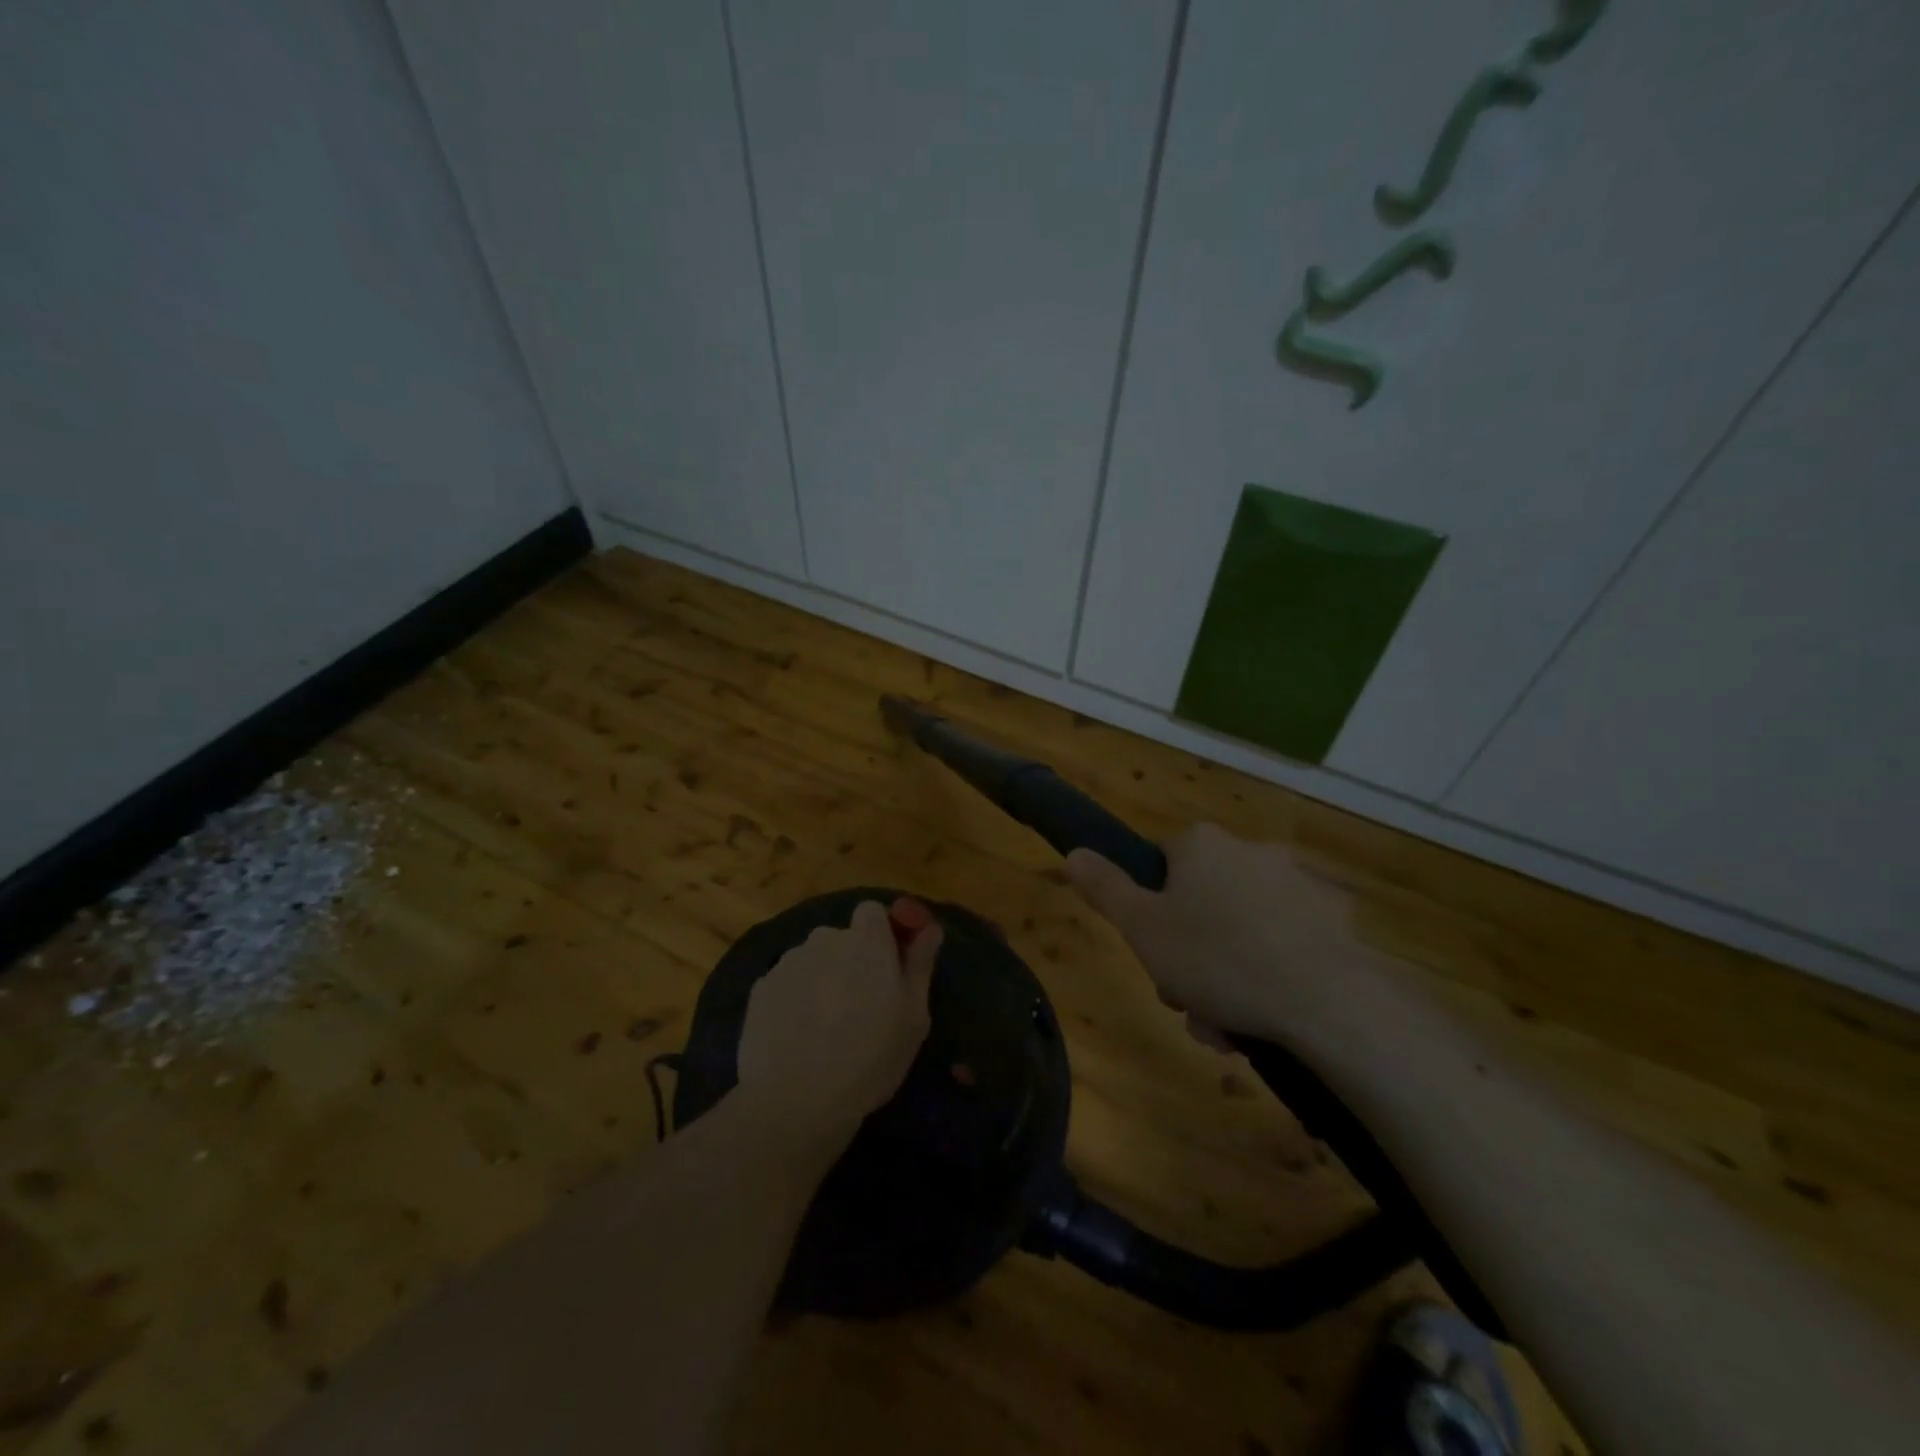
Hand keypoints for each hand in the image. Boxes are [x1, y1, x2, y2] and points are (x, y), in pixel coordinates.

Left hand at [734, 898, 940, 1159]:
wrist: (795, 1099)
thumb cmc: (870, 1057)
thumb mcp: (913, 1016)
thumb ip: (920, 963)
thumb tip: (929, 927)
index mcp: (867, 941)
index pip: (872, 911)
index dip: (880, 934)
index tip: (887, 967)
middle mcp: (825, 939)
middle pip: (841, 938)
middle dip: (850, 961)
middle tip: (860, 1007)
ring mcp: (789, 962)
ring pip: (812, 961)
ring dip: (821, 980)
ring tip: (825, 1027)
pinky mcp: (761, 988)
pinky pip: (786, 984)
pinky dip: (794, 1000)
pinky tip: (797, 1037)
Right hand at [1066, 823, 1381, 1050]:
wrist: (1326, 1002)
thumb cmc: (1218, 958)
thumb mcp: (1142, 928)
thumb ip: (1104, 888)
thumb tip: (1074, 852)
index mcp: (1202, 844)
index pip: (1159, 864)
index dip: (1149, 910)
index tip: (1153, 952)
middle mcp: (1250, 851)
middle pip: (1199, 902)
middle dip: (1187, 954)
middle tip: (1186, 1000)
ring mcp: (1297, 884)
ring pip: (1239, 929)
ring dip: (1224, 975)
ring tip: (1225, 1026)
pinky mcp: (1333, 921)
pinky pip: (1283, 943)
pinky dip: (1268, 975)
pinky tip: (1264, 1016)